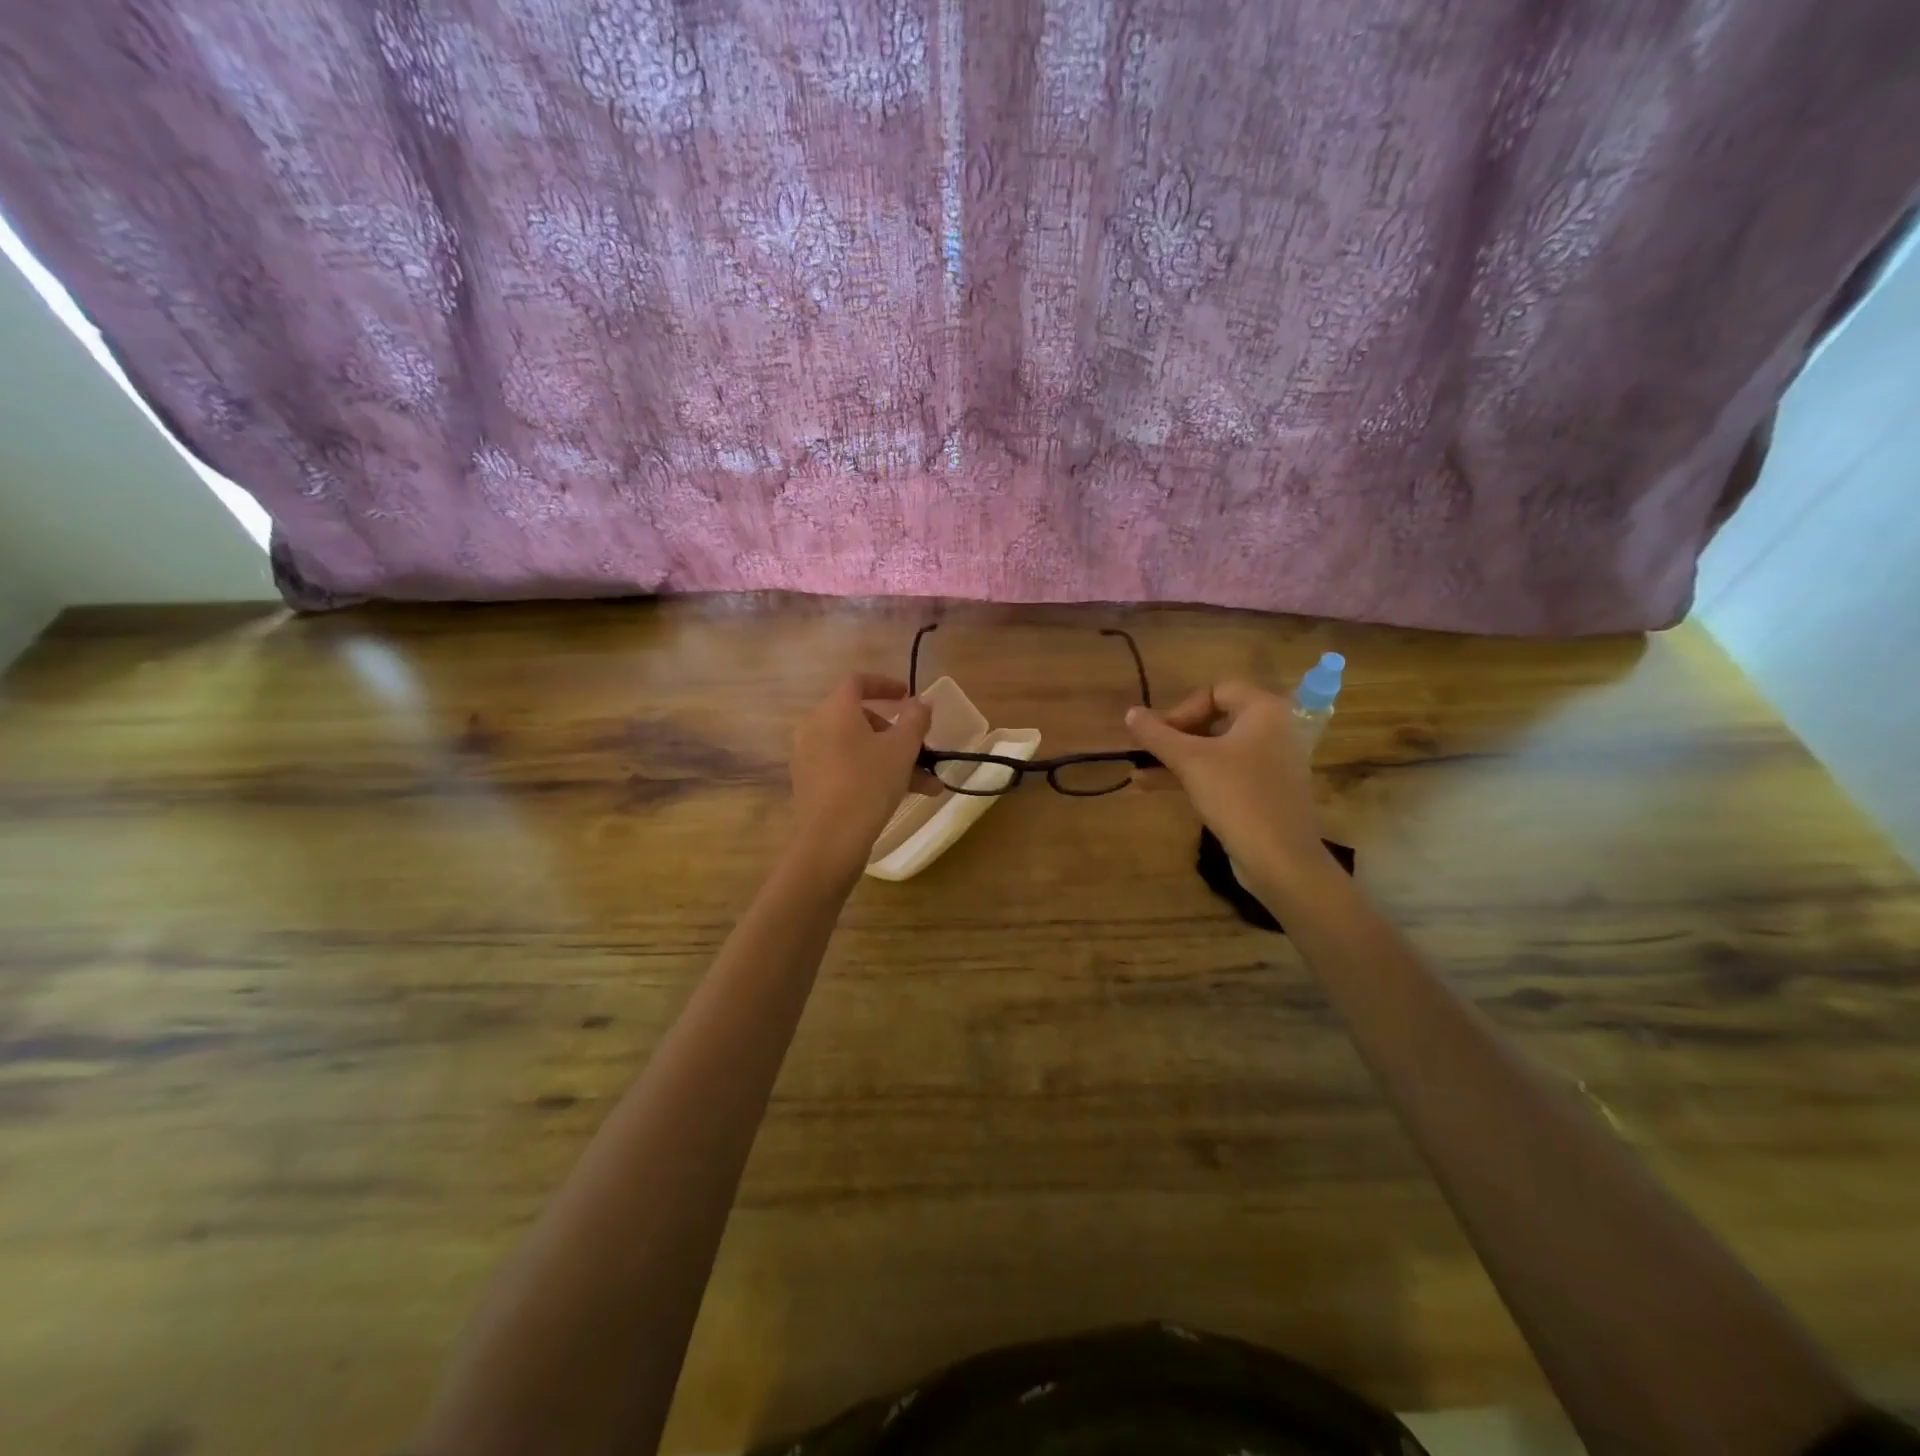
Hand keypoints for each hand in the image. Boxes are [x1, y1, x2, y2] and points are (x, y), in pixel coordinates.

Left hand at [789, 674, 932, 874]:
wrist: (830, 840)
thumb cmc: (868, 783)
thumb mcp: (902, 748)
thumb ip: (916, 719)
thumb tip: (922, 702)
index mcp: (834, 710)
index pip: (858, 682)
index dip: (885, 684)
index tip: (908, 697)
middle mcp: (815, 727)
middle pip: (860, 718)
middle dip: (896, 733)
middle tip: (921, 749)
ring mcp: (809, 757)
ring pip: (858, 748)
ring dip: (893, 760)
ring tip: (928, 785)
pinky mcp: (809, 784)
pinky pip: (846, 768)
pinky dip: (872, 773)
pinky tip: (903, 796)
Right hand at [1125, 681, 1329, 882]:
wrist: (1280, 858)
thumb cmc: (1236, 796)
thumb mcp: (1190, 761)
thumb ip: (1157, 735)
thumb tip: (1129, 713)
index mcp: (1264, 711)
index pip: (1215, 691)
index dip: (1181, 709)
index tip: (1158, 734)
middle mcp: (1272, 730)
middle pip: (1214, 719)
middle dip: (1175, 735)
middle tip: (1148, 751)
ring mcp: (1269, 762)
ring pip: (1215, 749)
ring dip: (1177, 758)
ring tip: (1139, 772)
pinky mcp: (1262, 791)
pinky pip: (1223, 772)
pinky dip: (1193, 775)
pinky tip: (1154, 787)